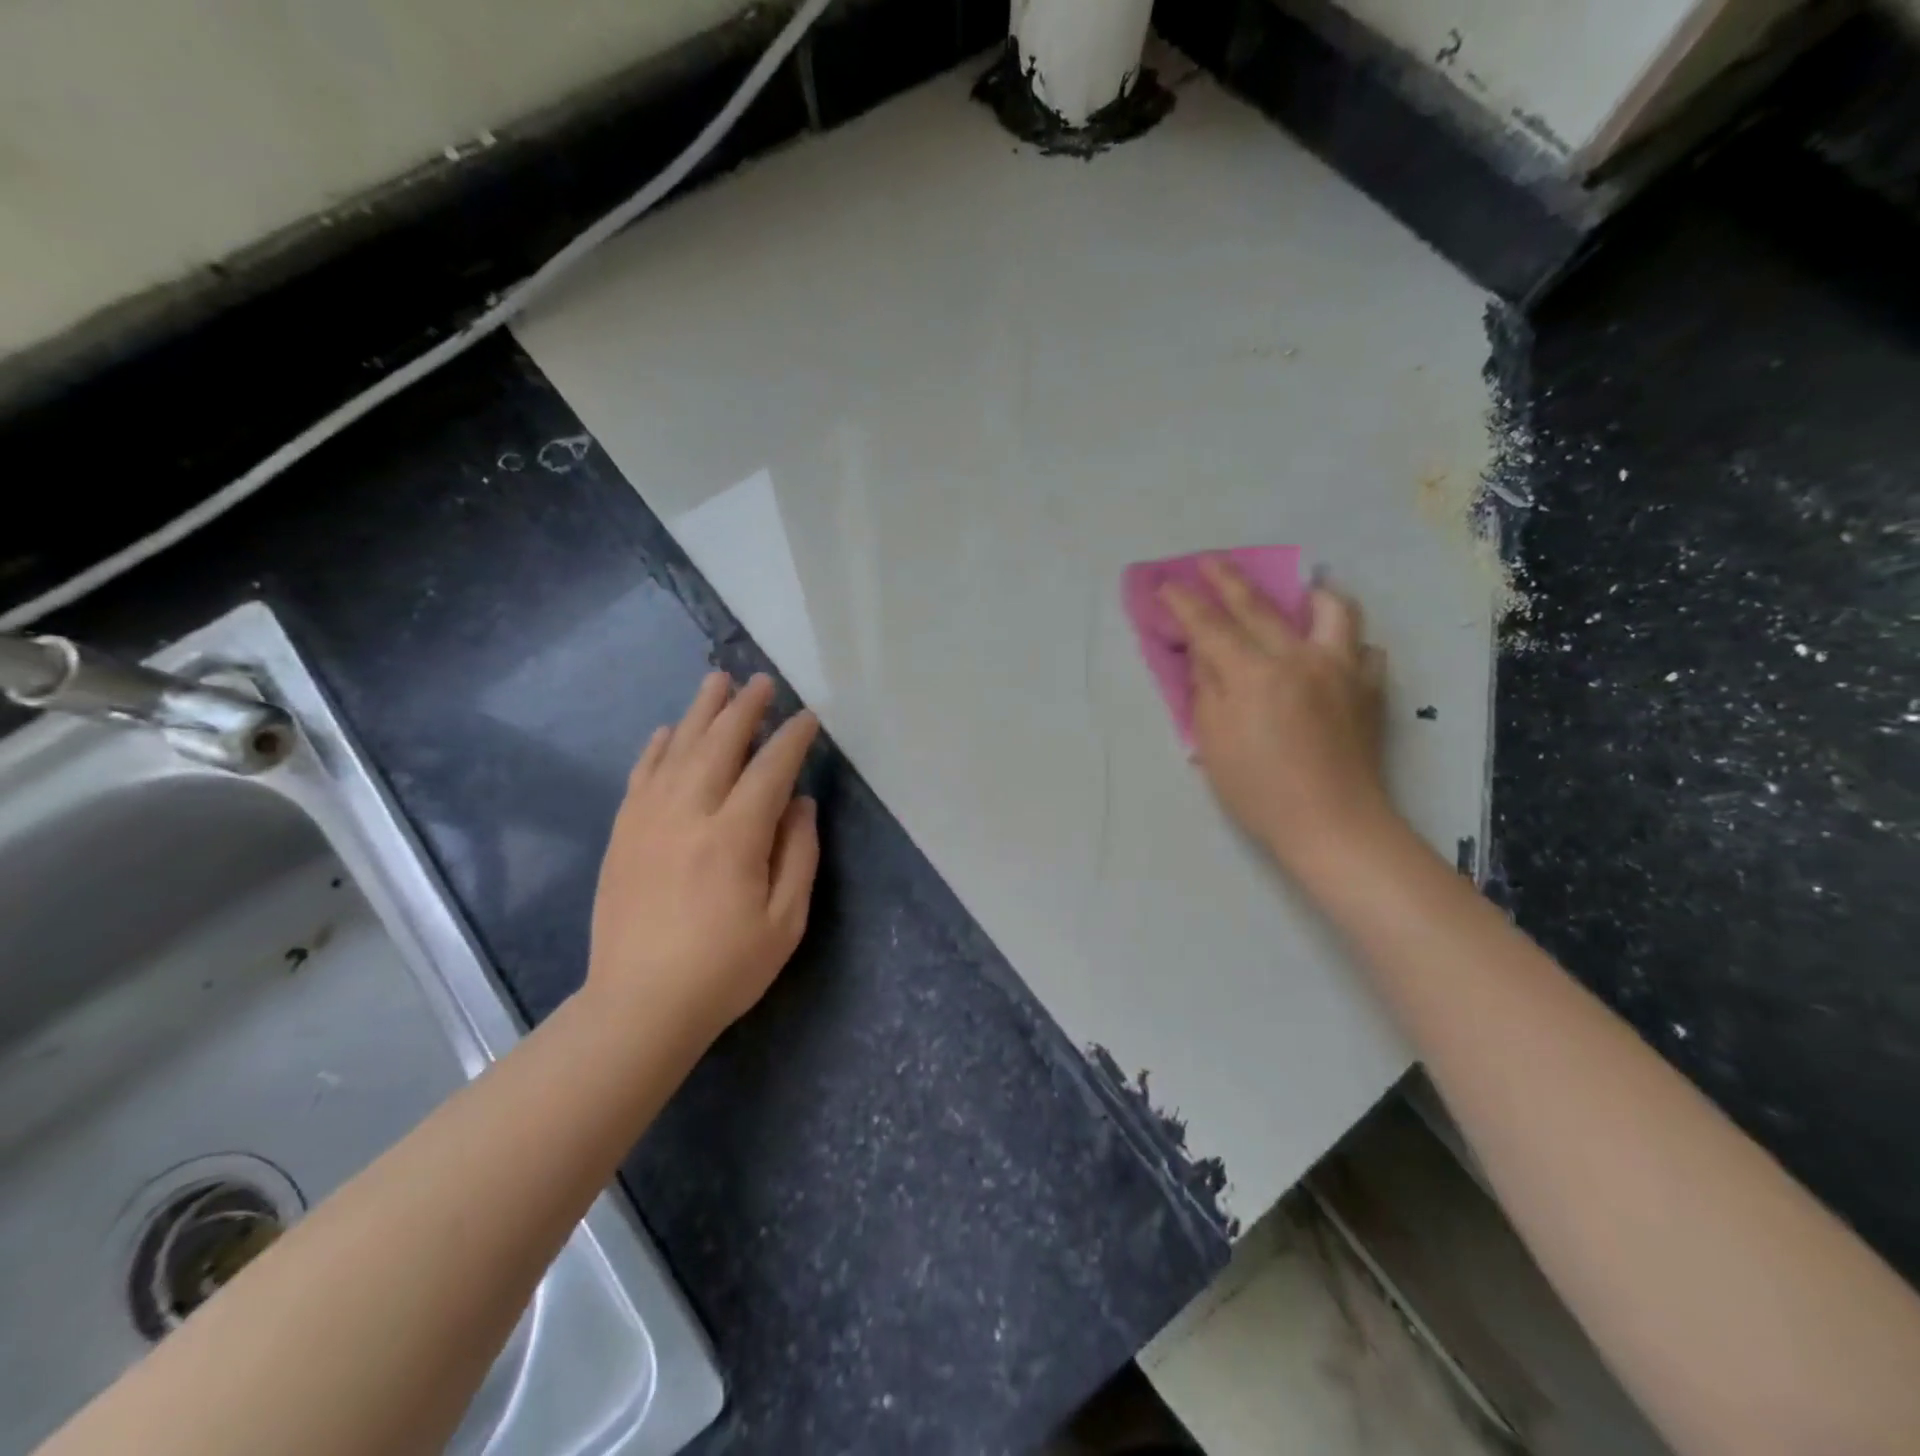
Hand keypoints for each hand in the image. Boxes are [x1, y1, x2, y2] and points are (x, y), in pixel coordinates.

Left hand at [588, 672, 820, 1039]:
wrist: (640, 1005)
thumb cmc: (725, 968)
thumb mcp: (785, 921)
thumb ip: (798, 855)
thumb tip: (800, 803)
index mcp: (734, 837)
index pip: (769, 770)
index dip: (792, 740)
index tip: (807, 718)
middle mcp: (689, 814)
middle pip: (719, 745)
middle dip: (745, 709)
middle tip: (762, 682)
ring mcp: (648, 821)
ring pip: (676, 749)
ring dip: (700, 712)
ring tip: (717, 682)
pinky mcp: (623, 834)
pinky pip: (640, 775)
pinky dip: (656, 747)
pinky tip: (666, 730)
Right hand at [1161, 559, 1398, 879]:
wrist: (1332, 824)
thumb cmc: (1259, 790)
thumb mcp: (1213, 741)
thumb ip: (1206, 689)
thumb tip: (1204, 654)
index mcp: (1254, 674)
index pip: (1211, 626)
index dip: (1185, 603)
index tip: (1167, 584)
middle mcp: (1299, 658)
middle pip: (1261, 606)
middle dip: (1230, 580)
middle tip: (1211, 561)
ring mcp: (1341, 670)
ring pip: (1332, 611)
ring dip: (1311, 595)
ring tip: (1302, 595)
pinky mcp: (1369, 689)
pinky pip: (1363, 649)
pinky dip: (1346, 643)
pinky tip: (1334, 655)